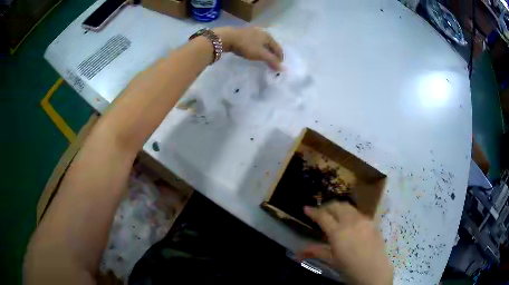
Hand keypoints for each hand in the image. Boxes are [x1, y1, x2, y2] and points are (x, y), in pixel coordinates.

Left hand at [214, 27, 283, 69]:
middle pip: (271, 44)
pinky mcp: (245, 34)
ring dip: (266, 51)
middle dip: (273, 54)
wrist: (227, 37)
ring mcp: (253, 32)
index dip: (280, 57)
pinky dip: (258, 48)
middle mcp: (263, 32)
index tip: (280, 66)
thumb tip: (283, 68)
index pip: (278, 48)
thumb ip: (272, 61)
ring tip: (265, 58)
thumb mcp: (260, 54)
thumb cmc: (246, 45)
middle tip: (273, 62)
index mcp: (268, 36)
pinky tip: (255, 51)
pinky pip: (256, 42)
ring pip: (263, 43)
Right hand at [298, 202, 392, 284]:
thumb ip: (315, 251)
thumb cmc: (350, 268)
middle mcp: (351, 221)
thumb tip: (297, 253)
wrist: (374, 271)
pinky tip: (349, 223)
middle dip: (326, 207)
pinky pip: (358, 212)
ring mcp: (363, 220)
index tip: (306, 208)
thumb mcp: (331, 260)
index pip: (323, 216)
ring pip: (348, 206)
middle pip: (336, 206)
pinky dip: (349, 213)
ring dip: (338, 208)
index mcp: (338, 232)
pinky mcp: (372, 221)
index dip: (313, 211)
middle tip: (320, 213)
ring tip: (334, 215)